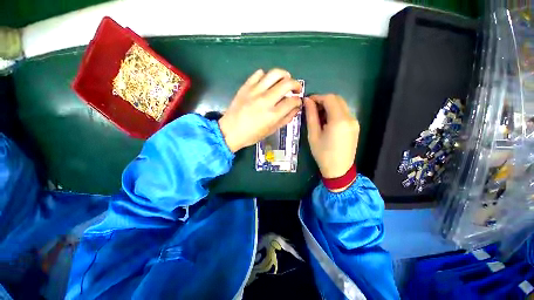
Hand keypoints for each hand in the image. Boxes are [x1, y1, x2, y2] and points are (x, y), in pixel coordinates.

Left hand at [218, 68, 302, 151]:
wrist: (230, 131)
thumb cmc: (252, 135)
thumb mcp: (271, 130)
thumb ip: (286, 119)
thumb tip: (296, 108)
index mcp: (273, 114)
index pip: (292, 101)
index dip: (298, 100)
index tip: (297, 101)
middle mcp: (266, 100)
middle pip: (287, 83)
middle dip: (296, 84)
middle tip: (296, 89)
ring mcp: (255, 91)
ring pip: (275, 73)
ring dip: (284, 75)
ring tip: (285, 80)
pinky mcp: (246, 87)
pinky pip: (259, 73)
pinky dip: (266, 76)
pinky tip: (267, 82)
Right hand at [304, 94, 359, 178]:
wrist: (338, 170)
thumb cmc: (322, 154)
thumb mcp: (313, 135)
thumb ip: (311, 116)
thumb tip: (307, 101)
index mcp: (339, 120)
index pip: (329, 98)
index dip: (317, 97)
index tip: (307, 102)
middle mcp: (350, 118)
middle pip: (337, 99)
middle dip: (323, 100)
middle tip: (312, 109)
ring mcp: (354, 122)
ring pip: (341, 105)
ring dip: (329, 106)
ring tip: (318, 116)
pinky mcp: (355, 126)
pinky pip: (344, 113)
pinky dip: (334, 112)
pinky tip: (327, 122)